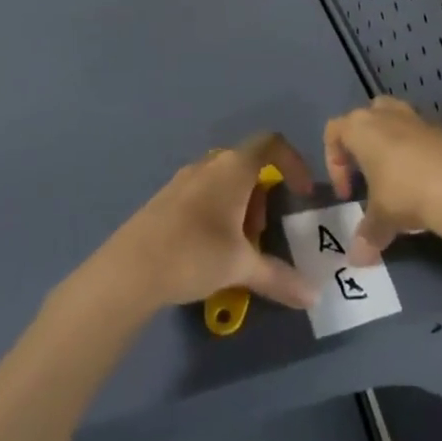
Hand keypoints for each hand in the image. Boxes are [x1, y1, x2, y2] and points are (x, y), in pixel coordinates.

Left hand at [101, 133, 318, 313]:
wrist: (128, 270)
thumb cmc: (194, 253)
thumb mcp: (241, 267)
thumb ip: (278, 277)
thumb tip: (313, 297)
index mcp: (234, 167)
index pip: (272, 143)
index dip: (293, 162)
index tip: (300, 194)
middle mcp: (209, 164)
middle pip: (248, 165)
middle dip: (261, 197)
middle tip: (259, 235)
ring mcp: (183, 179)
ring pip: (223, 181)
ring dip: (239, 207)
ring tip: (234, 248)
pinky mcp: (164, 198)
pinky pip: (202, 194)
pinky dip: (216, 213)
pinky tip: (206, 251)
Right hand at [323, 96, 441, 265]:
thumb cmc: (404, 192)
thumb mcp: (381, 219)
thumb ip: (366, 235)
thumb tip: (356, 260)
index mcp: (361, 127)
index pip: (334, 132)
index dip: (333, 163)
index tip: (347, 195)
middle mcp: (386, 114)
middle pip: (365, 117)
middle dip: (363, 143)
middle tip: (368, 175)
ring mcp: (416, 117)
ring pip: (394, 120)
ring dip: (391, 144)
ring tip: (396, 178)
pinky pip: (420, 134)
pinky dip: (417, 153)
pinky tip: (424, 181)